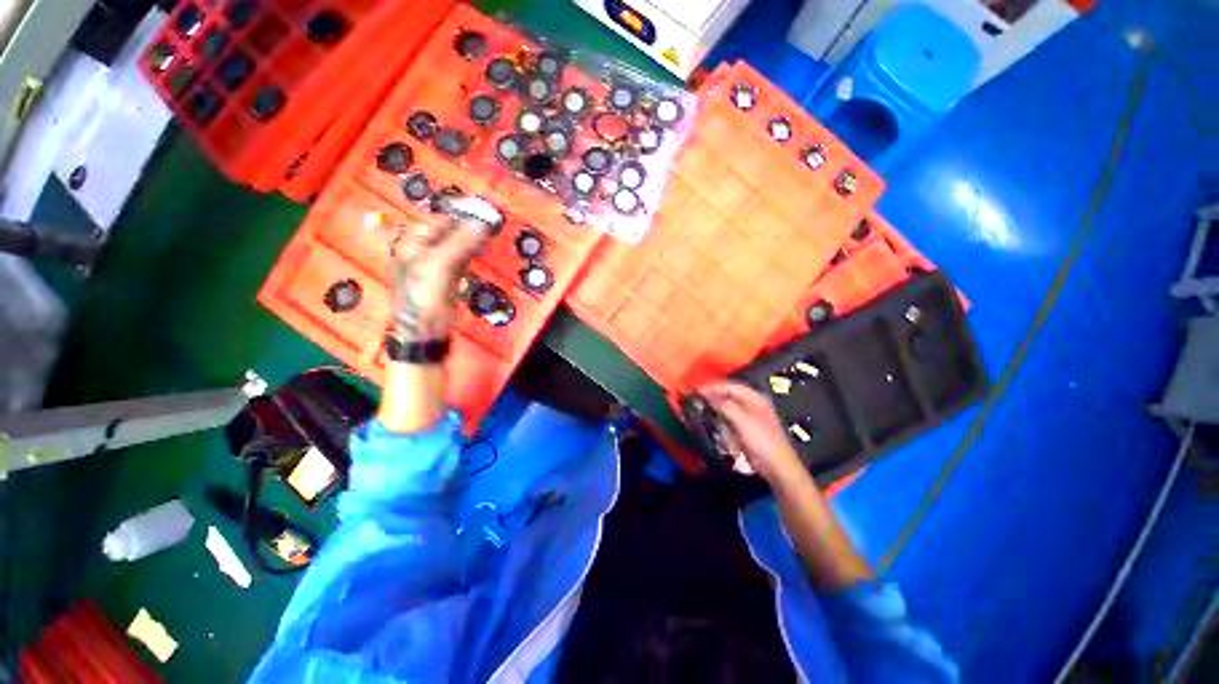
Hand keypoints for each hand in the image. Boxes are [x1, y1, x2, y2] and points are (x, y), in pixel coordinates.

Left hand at [390, 218, 489, 341]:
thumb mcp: (439, 266)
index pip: (441, 221)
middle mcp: (422, 248)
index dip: (462, 217)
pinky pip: (461, 257)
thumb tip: (481, 223)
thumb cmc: (424, 296)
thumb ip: (459, 243)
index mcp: (412, 241)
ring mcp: (436, 261)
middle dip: (469, 228)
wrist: (425, 329)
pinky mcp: (448, 274)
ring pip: (458, 244)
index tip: (485, 216)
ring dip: (473, 240)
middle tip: (490, 225)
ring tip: (488, 237)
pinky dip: (472, 253)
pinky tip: (481, 251)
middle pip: (450, 231)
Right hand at [696, 381, 805, 485]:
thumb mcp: (742, 420)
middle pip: (727, 395)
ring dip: (715, 408)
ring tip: (700, 409)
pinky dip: (721, 420)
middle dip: (712, 397)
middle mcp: (752, 404)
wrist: (776, 466)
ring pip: (727, 407)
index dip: (712, 387)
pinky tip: (712, 422)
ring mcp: (749, 417)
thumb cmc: (761, 439)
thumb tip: (707, 397)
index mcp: (754, 397)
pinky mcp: (745, 429)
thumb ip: (724, 405)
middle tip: (696, 399)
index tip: (696, 390)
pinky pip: (729, 420)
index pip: (729, 386)